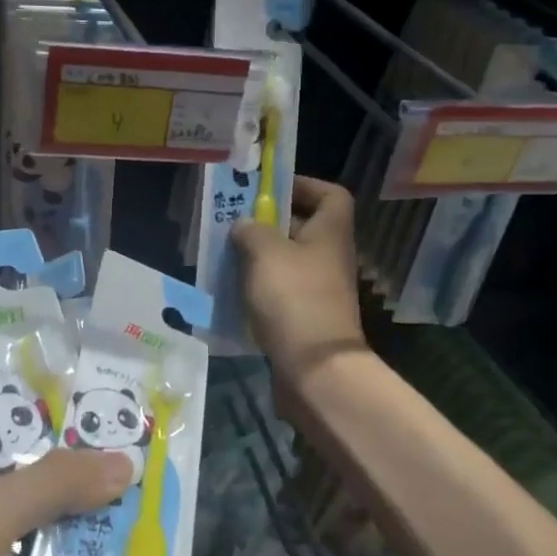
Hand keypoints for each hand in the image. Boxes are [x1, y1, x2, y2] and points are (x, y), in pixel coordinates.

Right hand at [231, 176, 368, 410]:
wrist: (315, 369)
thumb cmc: (294, 298)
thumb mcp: (265, 252)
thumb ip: (250, 229)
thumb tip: (244, 225)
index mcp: (330, 232)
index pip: (330, 195)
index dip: (303, 186)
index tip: (270, 190)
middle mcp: (330, 257)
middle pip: (303, 228)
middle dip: (268, 224)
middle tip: (234, 223)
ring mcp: (320, 290)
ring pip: (287, 262)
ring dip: (259, 258)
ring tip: (225, 257)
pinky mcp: (305, 318)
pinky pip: (280, 292)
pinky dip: (259, 289)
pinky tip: (232, 292)